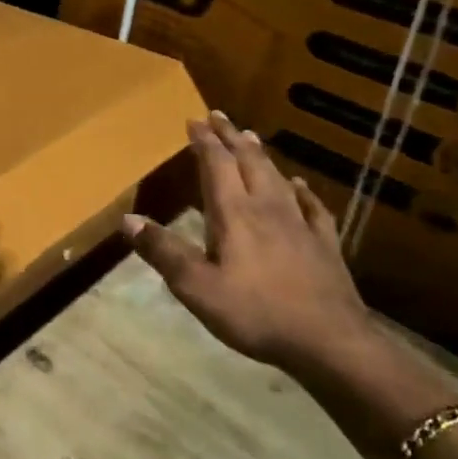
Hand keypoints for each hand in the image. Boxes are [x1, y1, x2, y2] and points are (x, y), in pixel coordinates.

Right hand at [123, 111, 372, 374]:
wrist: (329, 341)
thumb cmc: (255, 313)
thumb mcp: (196, 288)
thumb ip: (163, 252)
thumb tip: (128, 220)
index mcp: (234, 215)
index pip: (216, 166)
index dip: (205, 142)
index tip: (194, 120)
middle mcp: (267, 209)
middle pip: (248, 163)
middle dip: (231, 138)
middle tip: (220, 116)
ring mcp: (300, 225)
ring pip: (278, 178)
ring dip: (261, 156)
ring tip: (251, 138)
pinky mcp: (324, 245)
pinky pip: (313, 207)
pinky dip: (302, 190)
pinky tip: (300, 185)